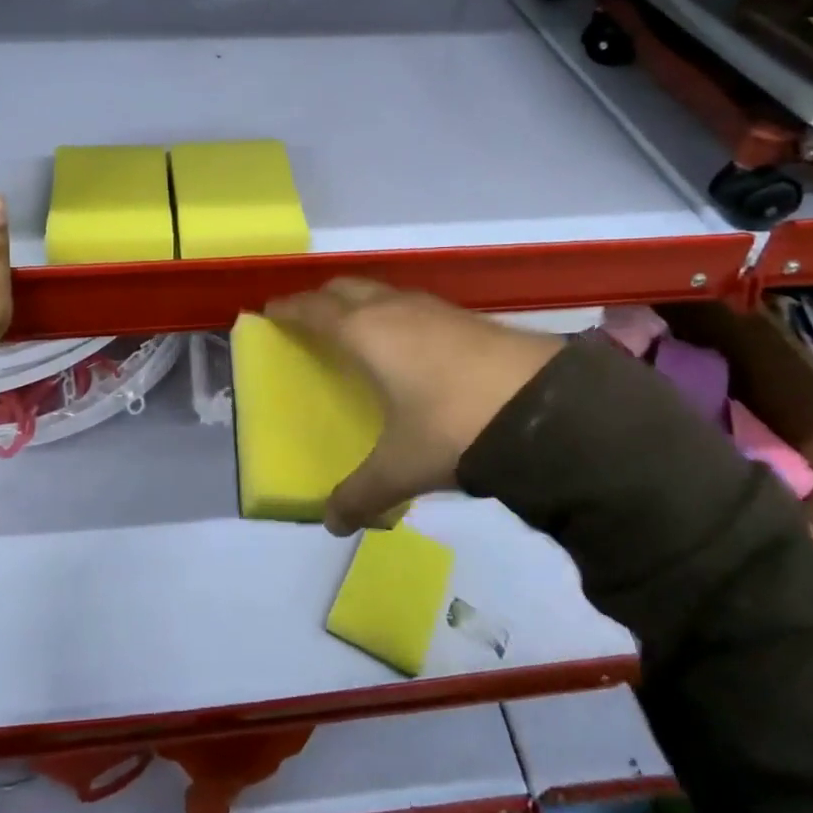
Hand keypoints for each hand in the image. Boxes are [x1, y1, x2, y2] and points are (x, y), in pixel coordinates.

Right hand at [263, 279, 562, 534]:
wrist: (542, 407)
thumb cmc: (451, 425)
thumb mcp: (401, 466)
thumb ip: (362, 494)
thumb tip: (332, 524)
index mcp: (364, 333)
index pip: (313, 310)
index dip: (288, 309)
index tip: (270, 311)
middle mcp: (393, 310)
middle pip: (344, 289)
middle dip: (321, 299)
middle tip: (308, 318)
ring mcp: (432, 308)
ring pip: (381, 293)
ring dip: (361, 302)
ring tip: (356, 329)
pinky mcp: (466, 317)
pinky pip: (412, 305)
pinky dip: (395, 314)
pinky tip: (410, 344)